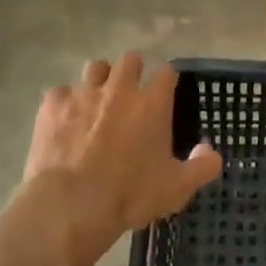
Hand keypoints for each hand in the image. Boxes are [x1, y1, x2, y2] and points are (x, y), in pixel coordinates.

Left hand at [22, 53, 222, 260]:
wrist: (70, 205)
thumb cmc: (129, 195)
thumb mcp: (176, 189)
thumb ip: (202, 167)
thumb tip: (212, 152)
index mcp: (152, 103)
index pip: (166, 72)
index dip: (166, 80)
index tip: (163, 93)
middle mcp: (120, 89)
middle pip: (130, 60)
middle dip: (131, 72)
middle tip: (128, 96)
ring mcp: (84, 93)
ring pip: (95, 67)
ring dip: (99, 80)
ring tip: (96, 102)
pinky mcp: (53, 105)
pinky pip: (60, 92)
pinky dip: (64, 104)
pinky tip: (63, 122)